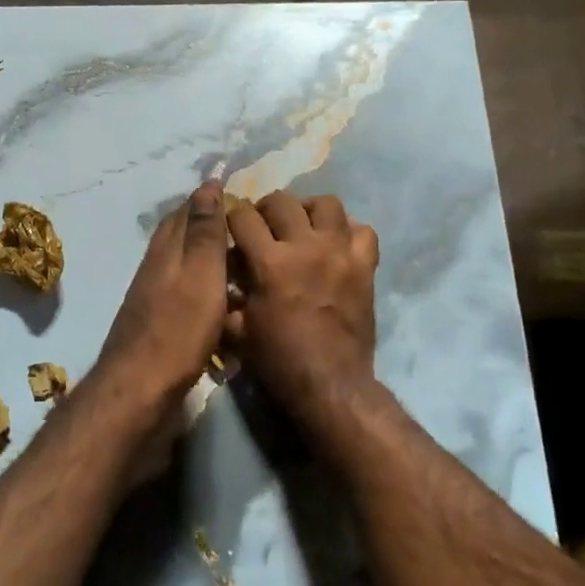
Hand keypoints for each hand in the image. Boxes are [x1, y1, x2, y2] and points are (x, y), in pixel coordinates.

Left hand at [89, 181, 230, 411]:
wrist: (139, 389)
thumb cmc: (178, 330)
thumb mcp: (201, 275)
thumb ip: (205, 233)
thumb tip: (208, 184)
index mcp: (167, 249)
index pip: (186, 210)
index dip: (208, 197)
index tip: (233, 187)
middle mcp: (155, 266)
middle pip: (179, 233)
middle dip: (205, 221)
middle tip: (238, 221)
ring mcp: (151, 295)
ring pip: (180, 262)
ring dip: (203, 253)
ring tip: (235, 258)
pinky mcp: (156, 322)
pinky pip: (182, 290)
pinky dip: (200, 284)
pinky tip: (216, 298)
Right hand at [226, 191, 380, 426]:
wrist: (331, 385)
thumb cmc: (280, 360)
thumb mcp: (238, 330)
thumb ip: (226, 296)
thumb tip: (218, 276)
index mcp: (270, 262)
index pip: (243, 216)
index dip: (233, 219)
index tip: (233, 230)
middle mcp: (305, 247)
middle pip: (282, 200)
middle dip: (266, 209)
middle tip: (265, 226)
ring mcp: (340, 253)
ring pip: (326, 204)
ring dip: (309, 210)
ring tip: (302, 226)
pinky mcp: (365, 266)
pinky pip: (363, 231)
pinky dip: (348, 232)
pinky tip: (336, 244)